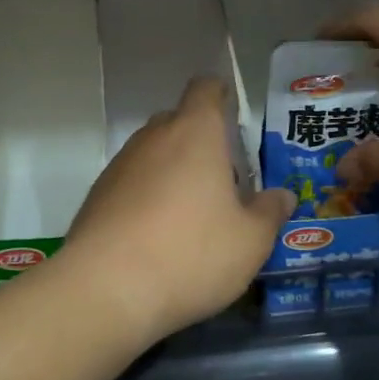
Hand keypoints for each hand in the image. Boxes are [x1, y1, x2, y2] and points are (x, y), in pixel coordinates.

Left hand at [58, 76, 295, 342]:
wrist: (106, 290)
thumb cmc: (191, 253)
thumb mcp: (250, 241)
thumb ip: (270, 213)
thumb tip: (282, 196)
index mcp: (195, 133)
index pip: (205, 89)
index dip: (220, 95)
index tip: (233, 115)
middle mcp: (153, 138)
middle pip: (178, 122)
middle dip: (200, 142)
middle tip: (224, 181)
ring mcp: (119, 166)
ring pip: (153, 155)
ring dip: (172, 172)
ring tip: (191, 215)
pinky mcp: (96, 197)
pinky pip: (130, 184)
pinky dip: (146, 198)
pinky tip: (157, 237)